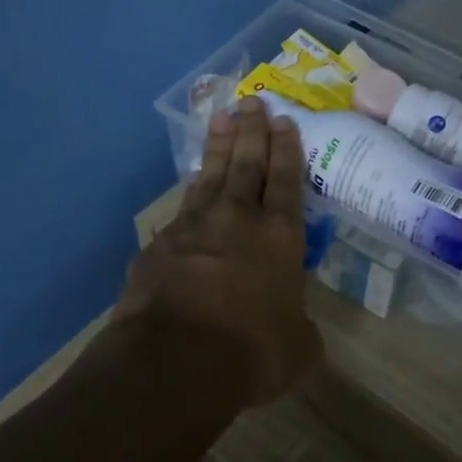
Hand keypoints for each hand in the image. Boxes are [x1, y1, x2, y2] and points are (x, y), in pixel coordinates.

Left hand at [115, 97, 321, 408]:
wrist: (174, 360)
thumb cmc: (251, 353)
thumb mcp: (298, 349)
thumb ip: (300, 328)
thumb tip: (297, 328)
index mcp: (280, 237)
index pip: (288, 181)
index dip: (288, 150)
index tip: (285, 121)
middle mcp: (239, 219)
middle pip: (249, 163)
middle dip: (253, 131)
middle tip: (254, 101)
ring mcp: (195, 226)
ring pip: (212, 174)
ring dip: (219, 145)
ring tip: (222, 117)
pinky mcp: (161, 243)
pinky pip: (183, 204)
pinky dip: (192, 187)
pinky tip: (194, 179)